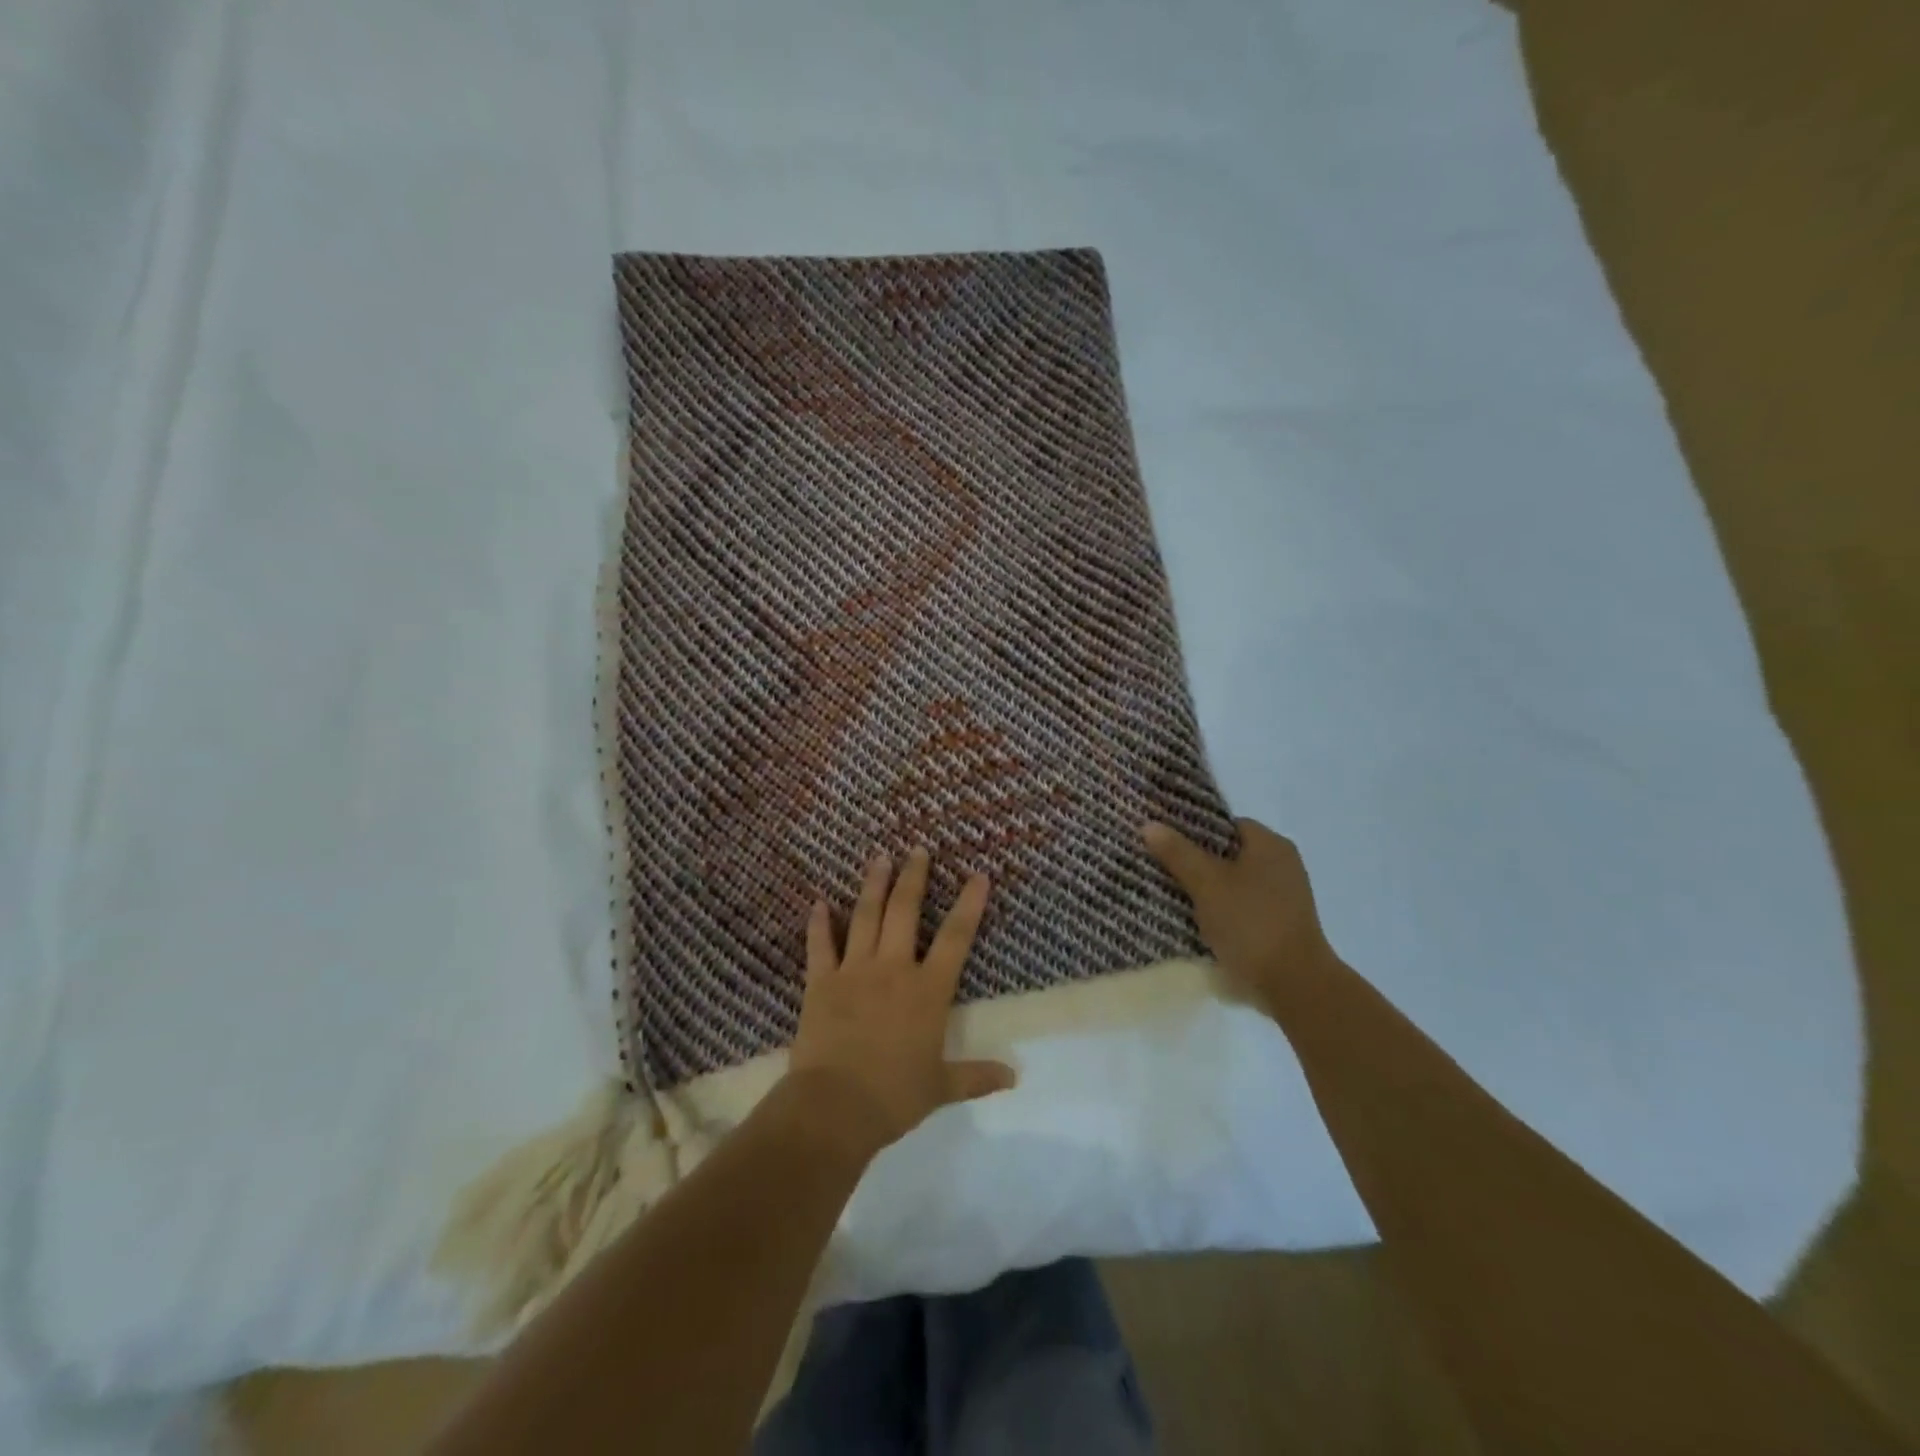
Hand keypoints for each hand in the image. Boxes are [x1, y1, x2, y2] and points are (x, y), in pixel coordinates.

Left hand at [788, 849, 1017, 1156]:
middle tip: (917, 850)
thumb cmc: (894, 1095)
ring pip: (865, 917)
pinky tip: (819, 903)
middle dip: (913, 878)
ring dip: (873, 886)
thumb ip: (976, 1076)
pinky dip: (819, 924)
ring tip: (879, 858)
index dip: (969, 904)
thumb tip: (1014, 1077)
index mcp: (927, 990)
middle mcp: (893, 969)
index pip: (955, 937)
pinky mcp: (821, 982)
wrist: (835, 1107)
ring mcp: (854, 971)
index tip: (978, 874)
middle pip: (905, 912)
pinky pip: (820, 945)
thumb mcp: (941, 1087)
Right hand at [1142, 818, 1340, 1008]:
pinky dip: (1222, 910)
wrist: (1294, 984)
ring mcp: (1285, 896)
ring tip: (1171, 895)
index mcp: (1270, 844)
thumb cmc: (1250, 923)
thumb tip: (1149, 825)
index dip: (1193, 830)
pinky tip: (1197, 921)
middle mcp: (1282, 864)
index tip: (1165, 842)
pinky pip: (1243, 907)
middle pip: (1229, 854)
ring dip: (1208, 889)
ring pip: (1234, 882)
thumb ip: (1178, 853)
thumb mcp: (1206, 884)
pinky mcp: (1281, 924)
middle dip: (1196, 861)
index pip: (1225, 824)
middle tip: (1161, 868)